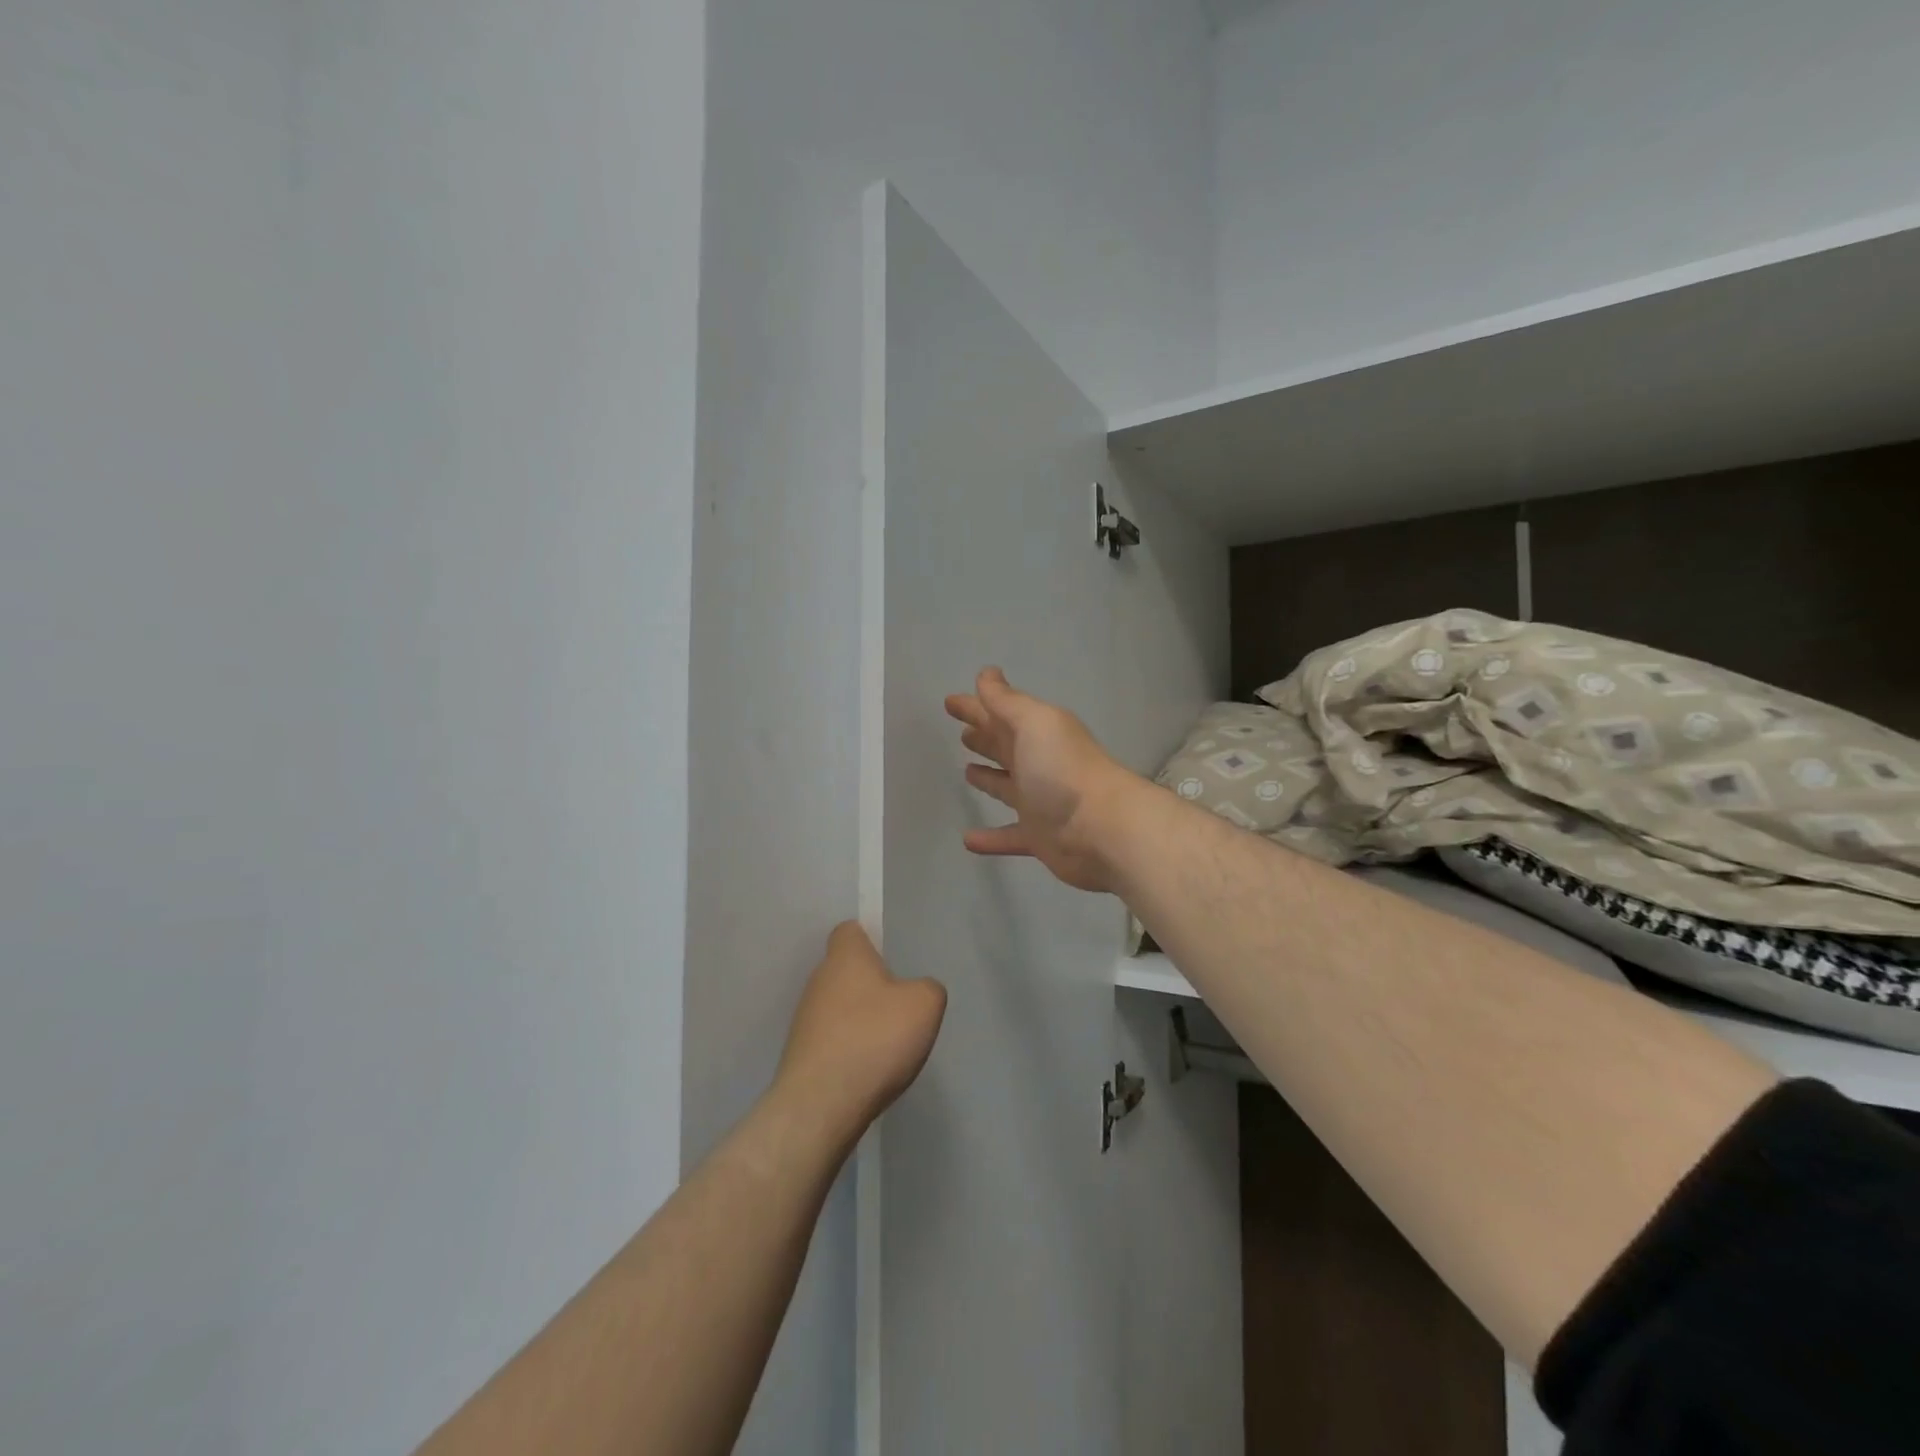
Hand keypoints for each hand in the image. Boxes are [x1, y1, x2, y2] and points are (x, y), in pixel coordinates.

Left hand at [774, 923, 946, 1143]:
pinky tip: (870, 1071)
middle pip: (846, 971)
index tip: (891, 959)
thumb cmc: (874, 1039)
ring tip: (888, 1045)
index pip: (849, 931)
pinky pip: (832, 1041)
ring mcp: (805, 1020)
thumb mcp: (925, 1005)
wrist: (820, 1106)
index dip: (870, 939)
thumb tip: (917, 992)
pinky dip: (850, 1050)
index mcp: (845, 958)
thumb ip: (928, 988)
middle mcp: (818, 981)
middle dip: (871, 985)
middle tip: (900, 1006)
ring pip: (839, 1007)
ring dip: (861, 1020)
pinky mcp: (801, 1056)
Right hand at [945, 668, 1141, 893]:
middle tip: (960, 732)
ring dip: (988, 779)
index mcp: (1037, 733)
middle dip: (983, 736)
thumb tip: (986, 674)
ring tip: (966, 772)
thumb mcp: (1034, 723)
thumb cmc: (1063, 769)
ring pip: (1007, 787)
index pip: (999, 713)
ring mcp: (1039, 801)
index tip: (949, 700)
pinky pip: (1009, 836)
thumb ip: (1007, 701)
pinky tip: (967, 839)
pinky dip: (990, 839)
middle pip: (1004, 746)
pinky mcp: (1039, 836)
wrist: (1102, 828)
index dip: (975, 705)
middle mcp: (1038, 763)